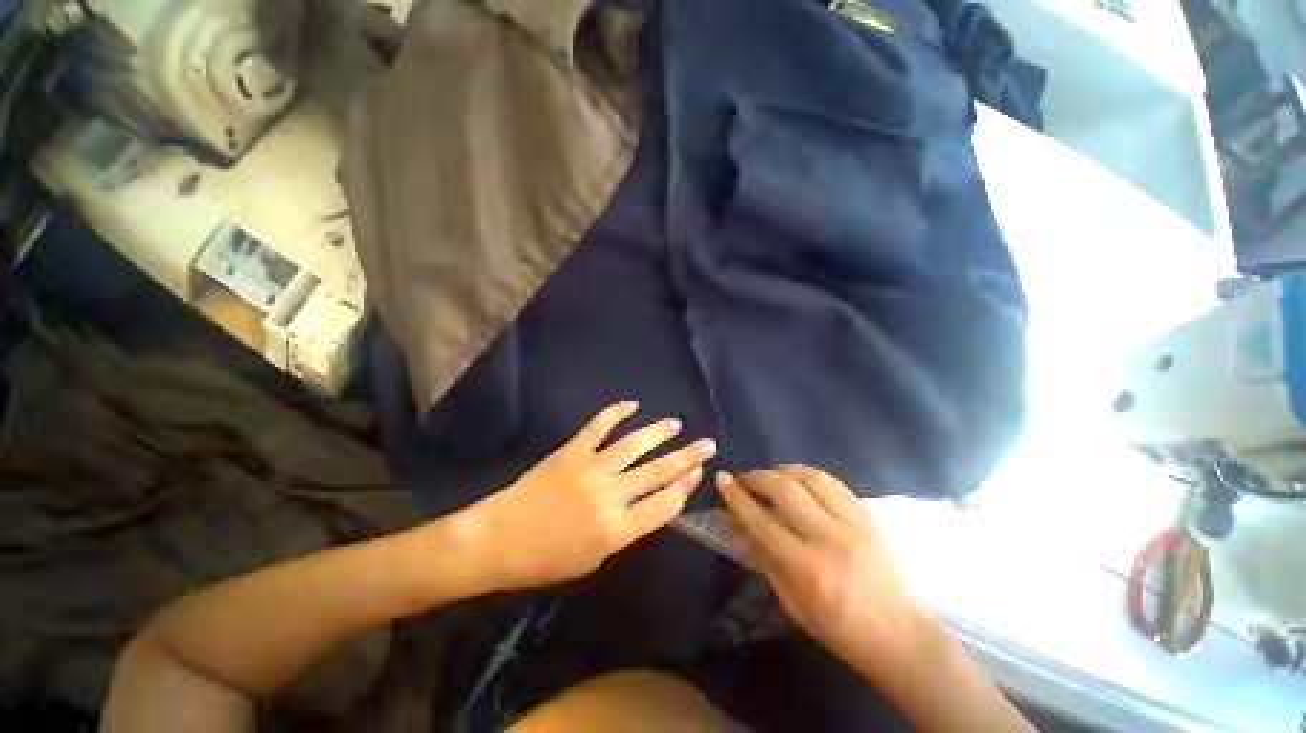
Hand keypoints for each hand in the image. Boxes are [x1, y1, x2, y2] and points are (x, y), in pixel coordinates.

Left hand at [454, 401, 715, 591]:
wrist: (497, 540)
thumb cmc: (545, 560)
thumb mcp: (593, 558)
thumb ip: (624, 530)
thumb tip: (645, 503)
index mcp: (617, 529)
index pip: (664, 504)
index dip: (685, 487)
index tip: (698, 472)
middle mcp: (610, 495)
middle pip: (658, 471)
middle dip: (687, 457)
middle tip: (707, 444)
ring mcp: (591, 468)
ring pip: (634, 445)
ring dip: (659, 432)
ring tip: (676, 424)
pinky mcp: (571, 451)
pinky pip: (598, 427)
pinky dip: (615, 412)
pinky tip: (632, 404)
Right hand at [718, 466, 928, 675]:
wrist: (901, 636)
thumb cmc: (841, 630)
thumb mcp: (794, 605)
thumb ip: (766, 561)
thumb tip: (741, 529)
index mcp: (808, 569)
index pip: (762, 522)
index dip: (737, 497)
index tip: (722, 479)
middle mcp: (829, 539)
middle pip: (784, 490)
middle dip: (756, 476)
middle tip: (743, 478)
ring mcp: (853, 524)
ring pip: (809, 477)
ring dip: (782, 470)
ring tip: (769, 476)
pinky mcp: (867, 516)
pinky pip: (833, 482)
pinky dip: (808, 474)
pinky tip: (797, 478)